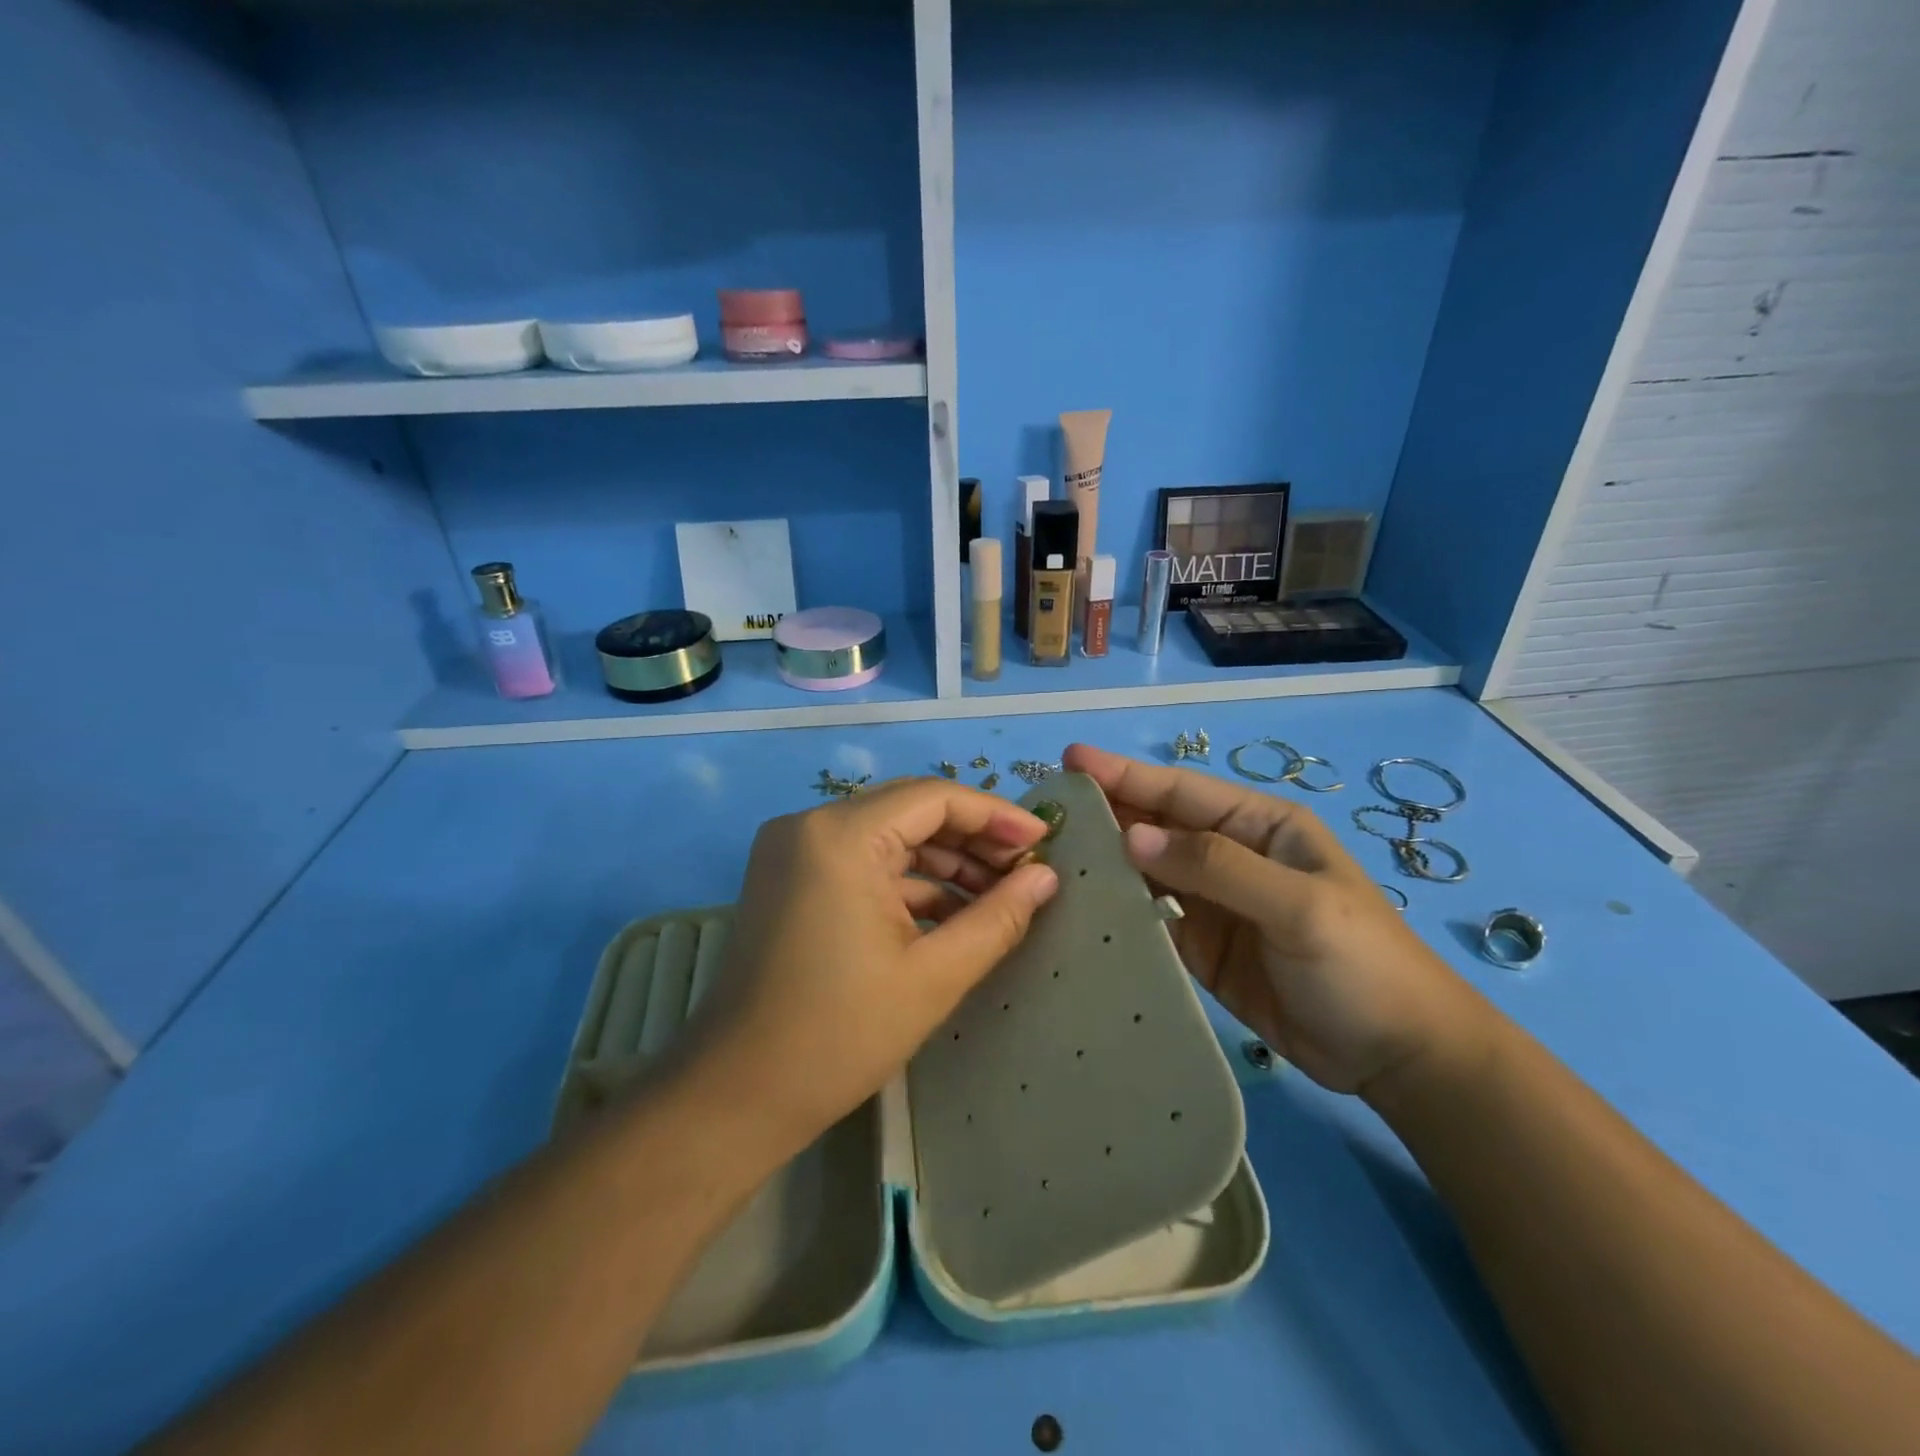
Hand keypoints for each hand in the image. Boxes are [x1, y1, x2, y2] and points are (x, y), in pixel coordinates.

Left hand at [674, 778, 1059, 1159]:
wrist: (737, 1094)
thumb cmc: (839, 1035)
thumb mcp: (934, 975)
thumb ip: (998, 917)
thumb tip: (1046, 878)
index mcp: (840, 836)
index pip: (935, 797)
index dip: (996, 816)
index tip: (1044, 841)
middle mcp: (810, 824)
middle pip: (910, 809)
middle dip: (972, 838)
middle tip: (1026, 871)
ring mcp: (794, 850)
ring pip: (888, 835)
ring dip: (943, 861)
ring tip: (999, 895)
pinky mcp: (790, 877)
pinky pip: (862, 861)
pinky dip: (907, 881)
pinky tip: (953, 912)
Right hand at [1063, 743, 1488, 1095]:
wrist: (1398, 1056)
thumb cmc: (1361, 963)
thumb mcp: (1296, 904)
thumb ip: (1214, 866)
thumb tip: (1132, 836)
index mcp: (1258, 826)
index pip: (1181, 791)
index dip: (1126, 773)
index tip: (1070, 760)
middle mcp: (1228, 856)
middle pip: (1156, 826)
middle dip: (1105, 813)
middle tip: (1044, 811)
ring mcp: (1212, 904)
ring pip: (1145, 872)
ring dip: (1102, 862)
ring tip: (1047, 857)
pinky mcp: (1200, 948)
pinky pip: (1149, 920)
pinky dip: (1116, 912)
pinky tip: (1079, 910)